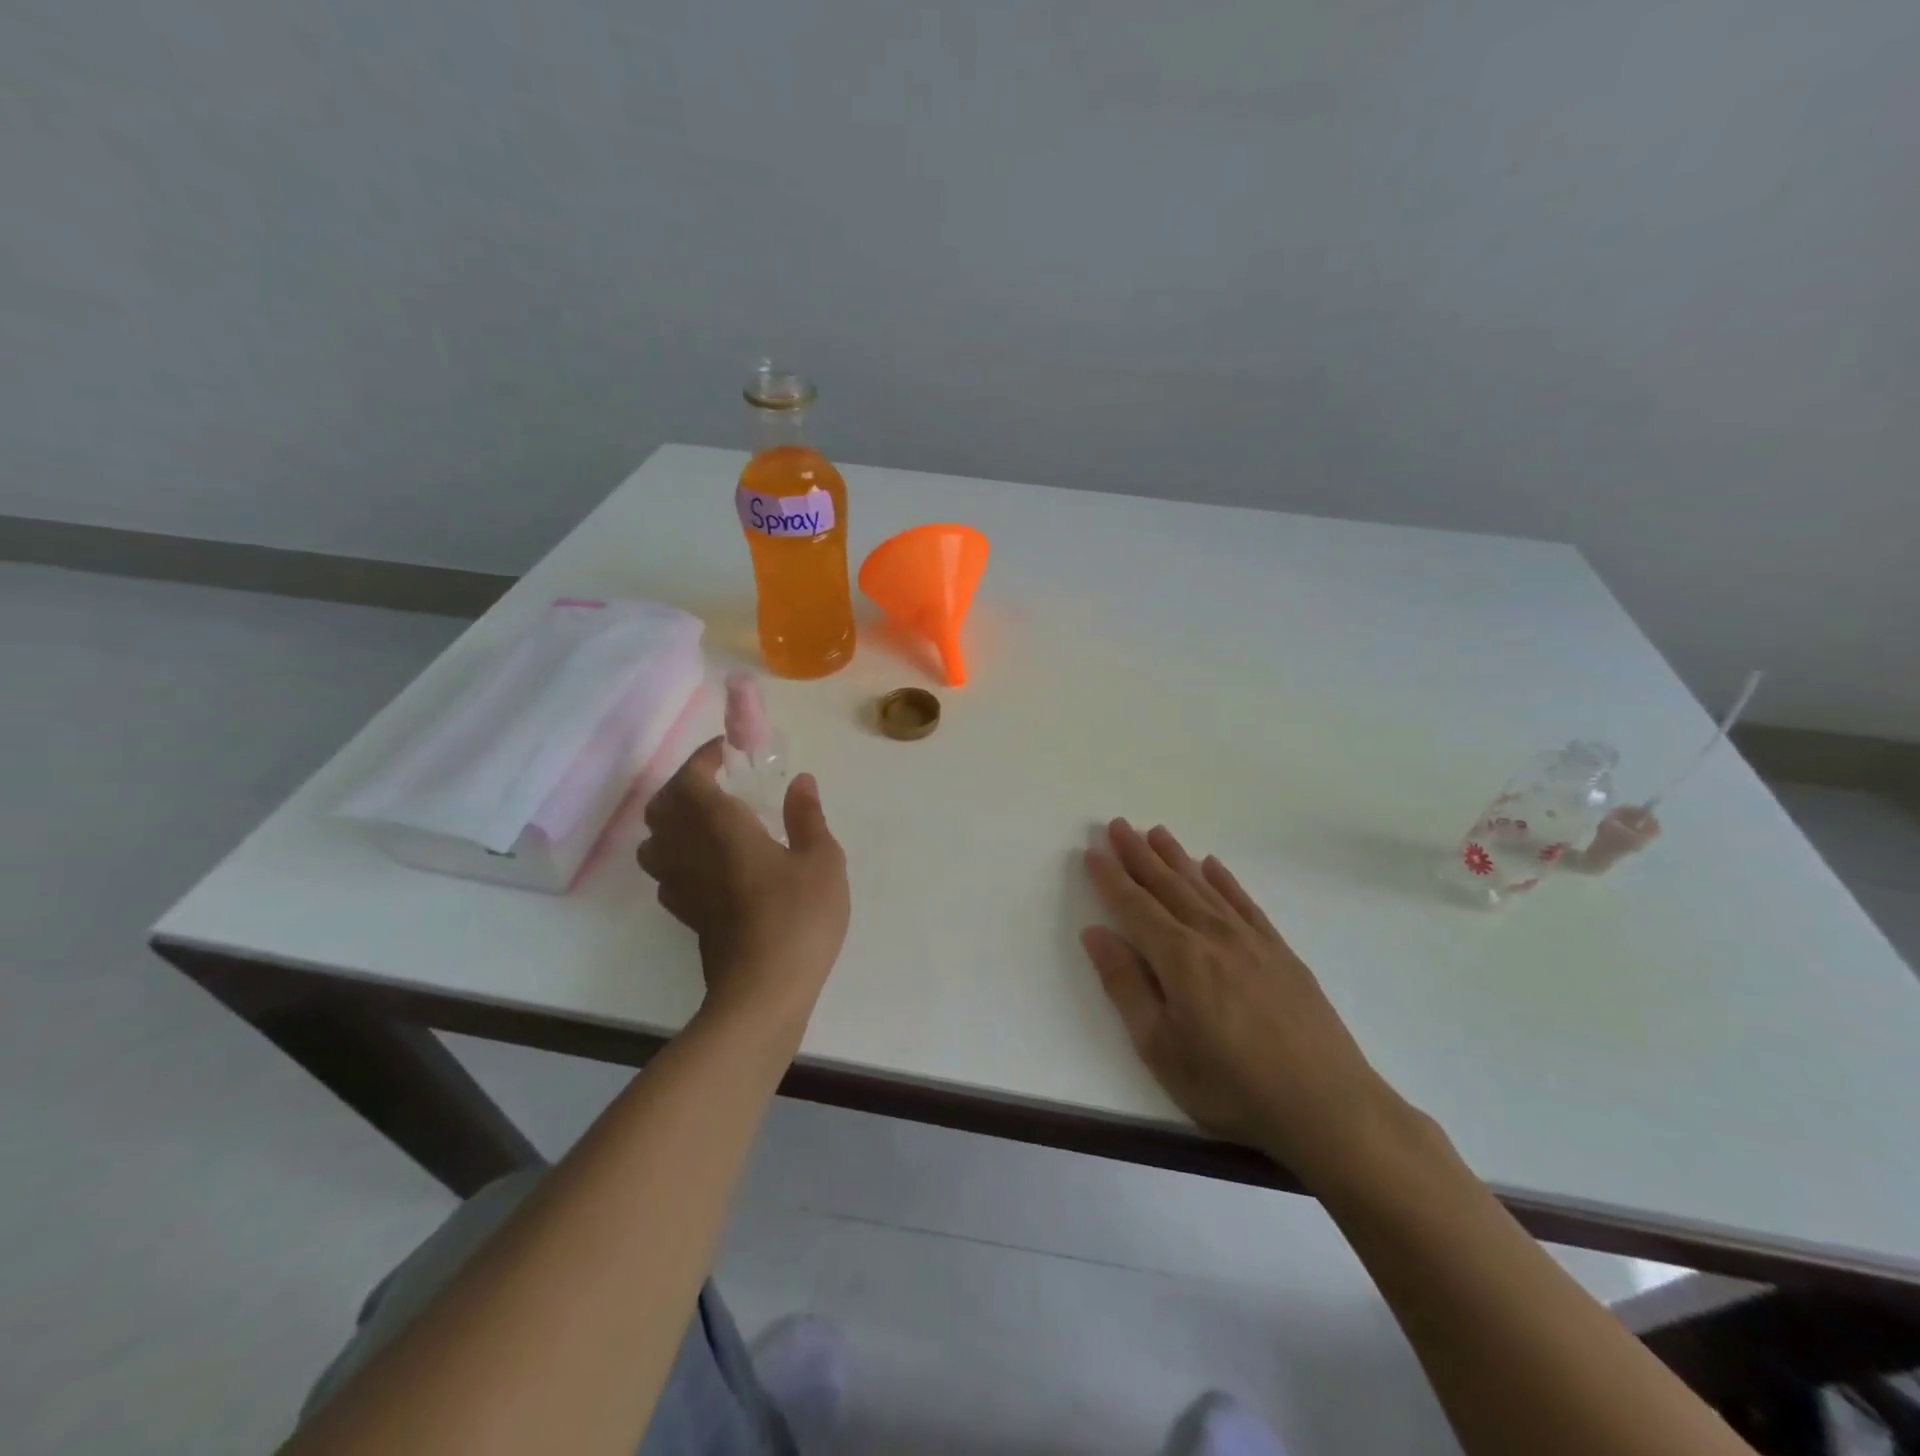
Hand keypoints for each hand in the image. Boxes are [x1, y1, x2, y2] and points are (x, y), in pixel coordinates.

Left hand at [637, 738, 849, 1034]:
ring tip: (709, 818)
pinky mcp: (685, 913)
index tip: (730, 749)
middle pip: (663, 805)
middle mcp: (689, 850)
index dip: (705, 757)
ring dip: (673, 819)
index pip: (692, 778)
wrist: (763, 991)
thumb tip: (801, 782)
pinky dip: (678, 854)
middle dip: (685, 783)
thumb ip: (808, 817)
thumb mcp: (821, 860)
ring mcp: (681, 885)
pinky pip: (666, 870)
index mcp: (719, 826)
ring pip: (654, 839)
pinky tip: (709, 863)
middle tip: (720, 780)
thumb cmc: (797, 917)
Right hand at [1081, 819, 1397, 1182]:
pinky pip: (1245, 902)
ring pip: (1204, 886)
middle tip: (1118, 826)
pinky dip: (1225, 880)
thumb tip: (1095, 933)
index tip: (1092, 851)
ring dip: (1176, 858)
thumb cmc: (1232, 1086)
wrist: (1328, 1106)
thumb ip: (1126, 986)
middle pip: (1168, 885)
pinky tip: (1213, 865)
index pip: (1135, 906)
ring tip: (1156, 832)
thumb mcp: (1161, 1048)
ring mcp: (1251, 940)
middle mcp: (1212, 935)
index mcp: (1180, 958)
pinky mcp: (1280, 951)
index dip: (1111, 878)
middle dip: (1138, 855)